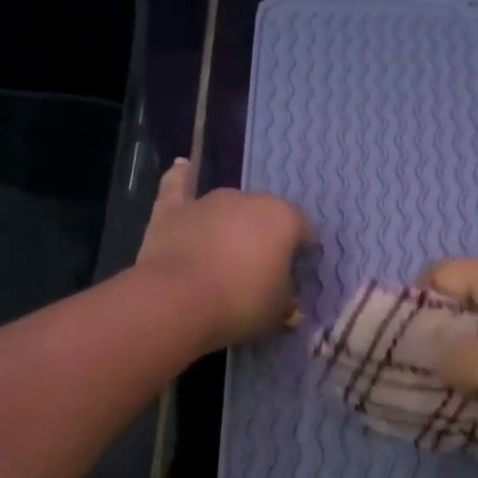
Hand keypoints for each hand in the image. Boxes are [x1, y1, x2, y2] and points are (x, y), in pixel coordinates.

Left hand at [137, 159, 309, 351]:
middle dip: (265, 237)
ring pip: (228, 208)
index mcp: (283, 219)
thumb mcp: (279, 309)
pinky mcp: (173, 209)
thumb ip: (286, 295)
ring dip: (231, 224)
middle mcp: (249, 199)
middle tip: (259, 268)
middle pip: (265, 217)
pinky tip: (182, 167)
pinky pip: (178, 186)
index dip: (303, 252)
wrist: (178, 301)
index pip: (304, 231)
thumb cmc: (241, 304)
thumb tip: (285, 294)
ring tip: (225, 252)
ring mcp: (209, 201)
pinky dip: (181, 178)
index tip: (297, 272)